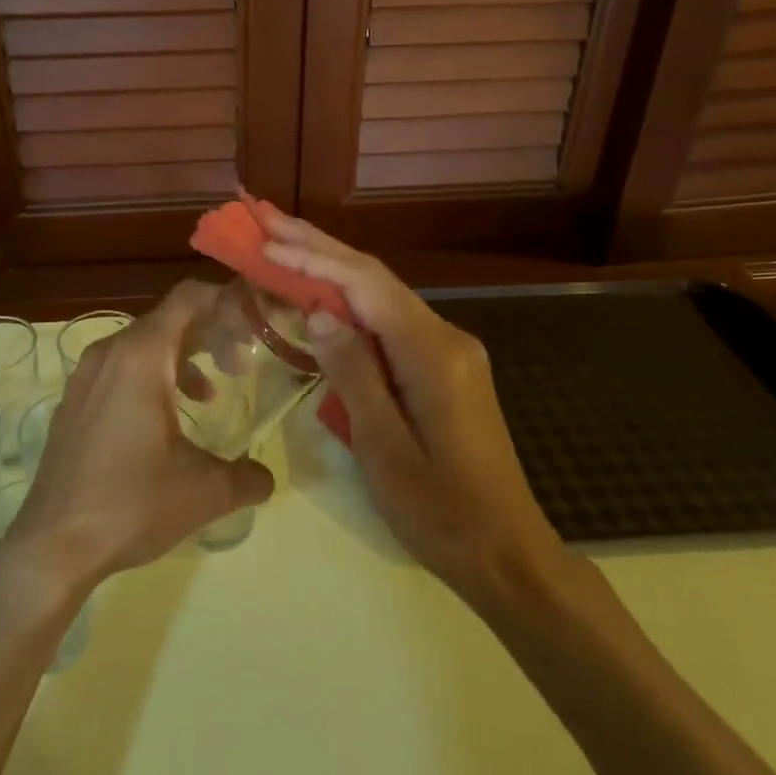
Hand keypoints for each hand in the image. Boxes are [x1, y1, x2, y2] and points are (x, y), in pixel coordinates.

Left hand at [2, 282, 274, 589]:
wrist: (51, 546)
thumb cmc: (130, 504)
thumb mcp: (204, 491)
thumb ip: (247, 476)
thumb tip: (267, 476)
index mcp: (141, 356)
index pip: (189, 297)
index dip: (226, 302)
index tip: (254, 327)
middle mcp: (110, 353)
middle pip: (168, 319)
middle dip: (210, 334)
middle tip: (241, 365)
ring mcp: (85, 376)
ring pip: (143, 345)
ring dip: (182, 358)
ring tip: (209, 394)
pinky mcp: (74, 401)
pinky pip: (120, 368)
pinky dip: (152, 376)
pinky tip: (167, 419)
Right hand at [262, 214, 571, 605]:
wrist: (509, 554)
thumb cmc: (442, 513)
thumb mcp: (385, 450)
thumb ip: (353, 375)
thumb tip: (319, 312)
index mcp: (433, 354)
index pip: (366, 286)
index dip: (314, 259)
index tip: (266, 240)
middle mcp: (446, 338)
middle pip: (375, 279)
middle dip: (320, 247)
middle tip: (269, 220)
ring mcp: (448, 351)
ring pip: (382, 297)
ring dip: (333, 270)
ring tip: (284, 245)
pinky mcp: (443, 368)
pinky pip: (390, 323)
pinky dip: (351, 303)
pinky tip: (323, 296)